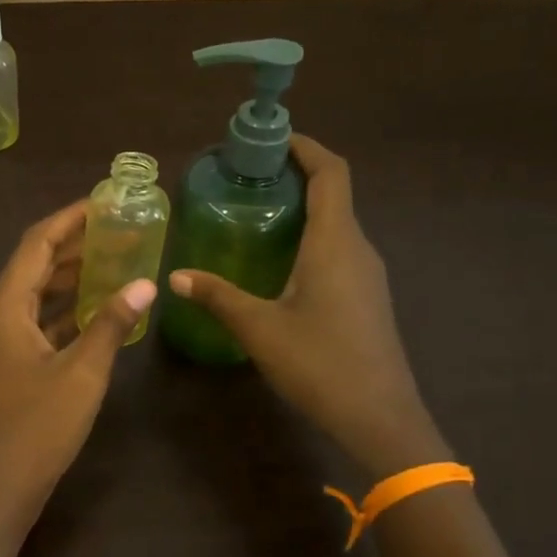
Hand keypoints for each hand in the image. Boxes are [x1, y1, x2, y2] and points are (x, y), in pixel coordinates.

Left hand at [0, 202, 155, 536]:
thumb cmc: (38, 427)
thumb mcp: (82, 373)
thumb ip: (110, 324)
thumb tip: (145, 284)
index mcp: (5, 306)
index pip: (37, 243)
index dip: (70, 218)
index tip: (104, 201)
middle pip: (35, 263)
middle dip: (75, 244)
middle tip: (119, 228)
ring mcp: (2, 340)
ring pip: (38, 293)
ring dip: (72, 275)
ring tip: (116, 259)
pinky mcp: (12, 362)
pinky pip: (41, 320)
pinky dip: (67, 309)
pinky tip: (99, 308)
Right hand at [167, 135, 445, 474]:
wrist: (380, 418)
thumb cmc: (320, 364)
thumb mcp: (259, 329)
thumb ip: (218, 297)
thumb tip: (177, 277)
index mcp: (335, 243)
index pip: (331, 173)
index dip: (305, 147)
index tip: (271, 138)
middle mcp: (357, 249)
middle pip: (334, 194)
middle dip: (296, 175)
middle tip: (249, 177)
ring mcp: (367, 275)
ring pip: (337, 224)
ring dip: (304, 208)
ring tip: (258, 212)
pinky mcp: (367, 298)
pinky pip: (339, 250)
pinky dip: (312, 237)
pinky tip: (280, 261)